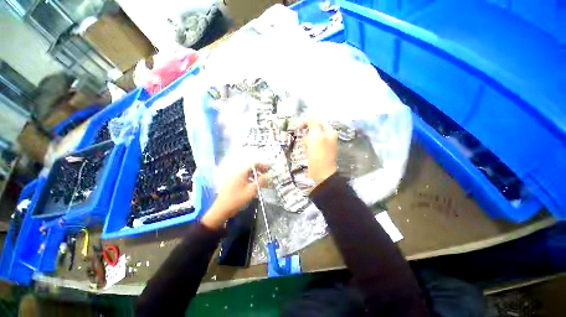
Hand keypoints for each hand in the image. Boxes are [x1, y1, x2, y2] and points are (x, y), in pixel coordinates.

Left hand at [201, 163, 268, 228]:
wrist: (221, 210)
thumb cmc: (236, 200)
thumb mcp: (251, 191)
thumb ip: (260, 181)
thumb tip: (268, 175)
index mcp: (240, 173)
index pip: (252, 164)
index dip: (262, 165)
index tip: (269, 168)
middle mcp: (236, 173)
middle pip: (250, 168)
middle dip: (259, 171)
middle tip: (267, 175)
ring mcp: (233, 178)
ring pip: (246, 174)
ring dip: (255, 176)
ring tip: (262, 181)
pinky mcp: (232, 183)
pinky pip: (243, 178)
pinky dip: (250, 180)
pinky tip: (254, 186)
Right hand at [300, 119, 337, 183]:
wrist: (321, 172)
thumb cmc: (319, 152)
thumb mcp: (316, 135)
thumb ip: (313, 124)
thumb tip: (308, 120)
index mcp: (330, 132)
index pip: (318, 122)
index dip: (308, 122)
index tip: (299, 127)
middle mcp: (328, 138)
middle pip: (314, 130)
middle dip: (307, 133)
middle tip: (304, 139)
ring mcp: (323, 146)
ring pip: (311, 138)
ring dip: (306, 141)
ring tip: (306, 147)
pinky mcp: (318, 153)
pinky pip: (310, 146)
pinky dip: (307, 147)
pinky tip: (306, 152)